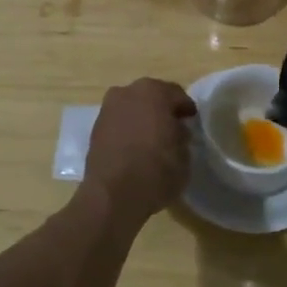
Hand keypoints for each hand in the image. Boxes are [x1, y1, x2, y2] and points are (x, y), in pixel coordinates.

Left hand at [82, 78, 196, 222]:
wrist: (113, 195)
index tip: (191, 121)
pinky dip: (127, 130)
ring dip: (142, 119)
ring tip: (152, 139)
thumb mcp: (184, 154)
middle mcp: (127, 92)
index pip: (176, 95)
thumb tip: (175, 131)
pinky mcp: (95, 129)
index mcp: (153, 92)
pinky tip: (134, 147)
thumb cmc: (156, 170)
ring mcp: (107, 109)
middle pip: (151, 97)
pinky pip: (119, 123)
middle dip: (162, 110)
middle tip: (173, 128)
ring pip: (132, 108)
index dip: (186, 108)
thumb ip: (181, 135)